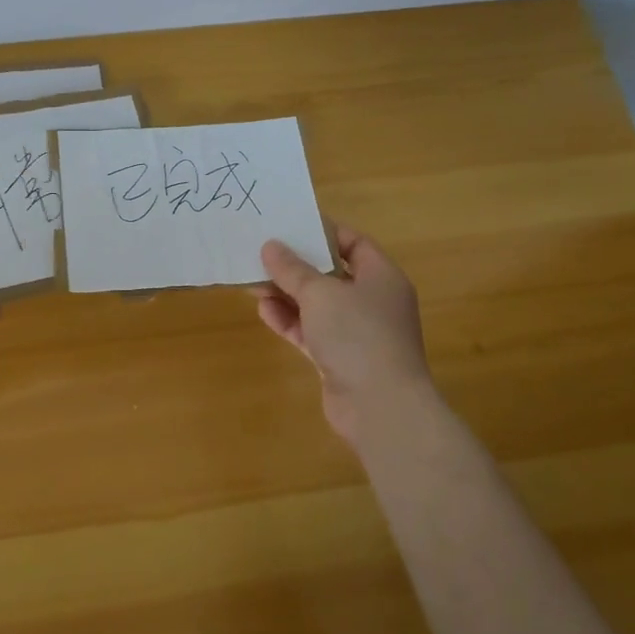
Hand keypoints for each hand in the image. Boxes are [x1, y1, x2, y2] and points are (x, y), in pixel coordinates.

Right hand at [256, 222, 440, 446]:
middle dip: (296, 266)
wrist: (380, 407)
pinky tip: (263, 310)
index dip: (322, 232)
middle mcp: (373, 301)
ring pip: (318, 305)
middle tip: (262, 253)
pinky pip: (311, 331)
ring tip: (253, 280)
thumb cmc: (357, 335)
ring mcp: (357, 333)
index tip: (289, 226)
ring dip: (287, 294)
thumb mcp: (320, 293)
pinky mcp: (340, 358)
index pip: (353, 242)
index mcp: (381, 277)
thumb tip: (270, 246)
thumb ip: (292, 269)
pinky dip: (289, 321)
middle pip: (331, 274)